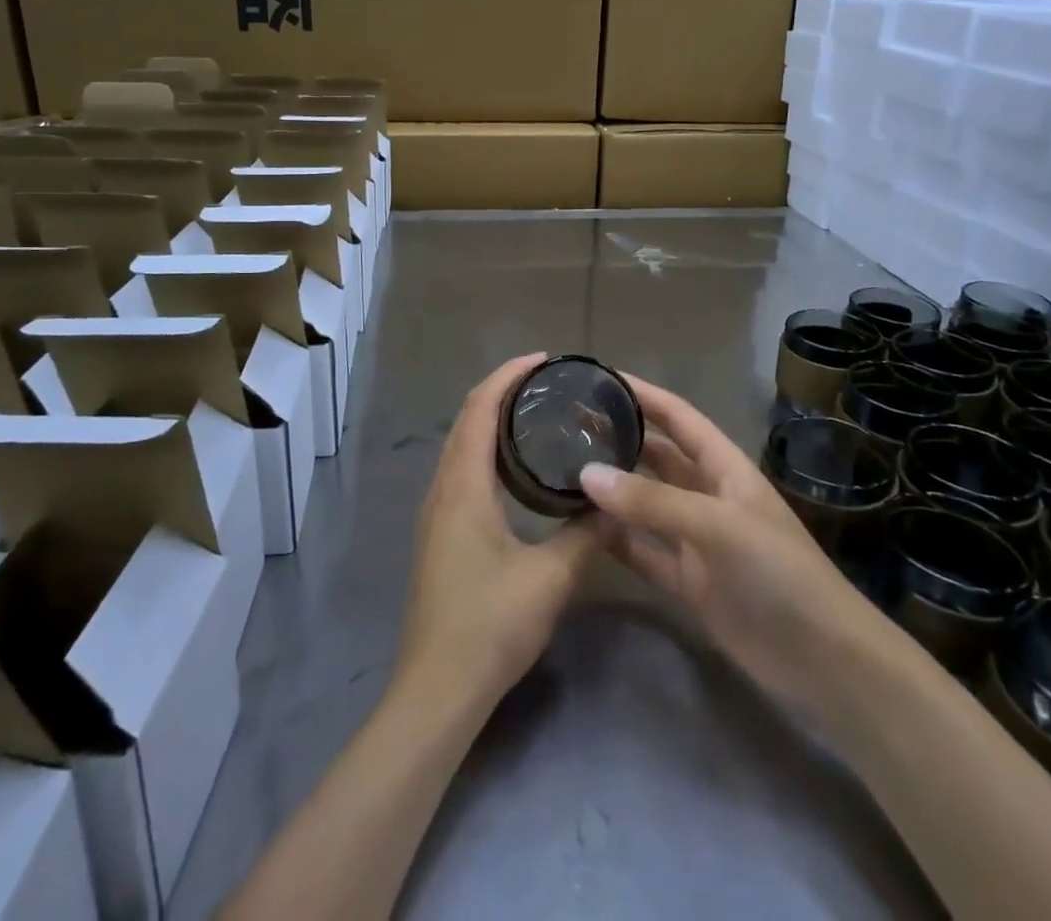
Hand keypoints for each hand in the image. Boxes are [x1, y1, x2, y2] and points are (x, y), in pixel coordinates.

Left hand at [395, 354, 599, 711]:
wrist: (437, 689)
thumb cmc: (491, 625)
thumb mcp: (552, 578)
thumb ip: (586, 534)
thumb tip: (614, 500)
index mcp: (463, 486)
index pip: (480, 409)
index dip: (509, 376)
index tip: (544, 360)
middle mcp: (442, 489)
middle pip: (467, 420)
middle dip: (502, 391)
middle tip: (547, 383)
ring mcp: (436, 513)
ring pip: (461, 446)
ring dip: (491, 420)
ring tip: (536, 414)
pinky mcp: (439, 534)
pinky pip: (461, 470)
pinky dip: (486, 449)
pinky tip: (515, 469)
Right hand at [579, 376, 871, 715]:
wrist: (822, 660)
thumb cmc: (778, 572)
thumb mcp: (718, 525)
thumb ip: (652, 501)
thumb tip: (586, 473)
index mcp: (725, 468)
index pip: (678, 417)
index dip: (644, 395)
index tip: (599, 378)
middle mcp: (708, 496)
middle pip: (657, 457)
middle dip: (620, 438)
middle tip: (567, 425)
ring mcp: (697, 540)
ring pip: (645, 504)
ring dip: (612, 490)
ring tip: (563, 469)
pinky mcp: (688, 582)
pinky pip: (643, 551)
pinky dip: (616, 540)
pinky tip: (580, 529)